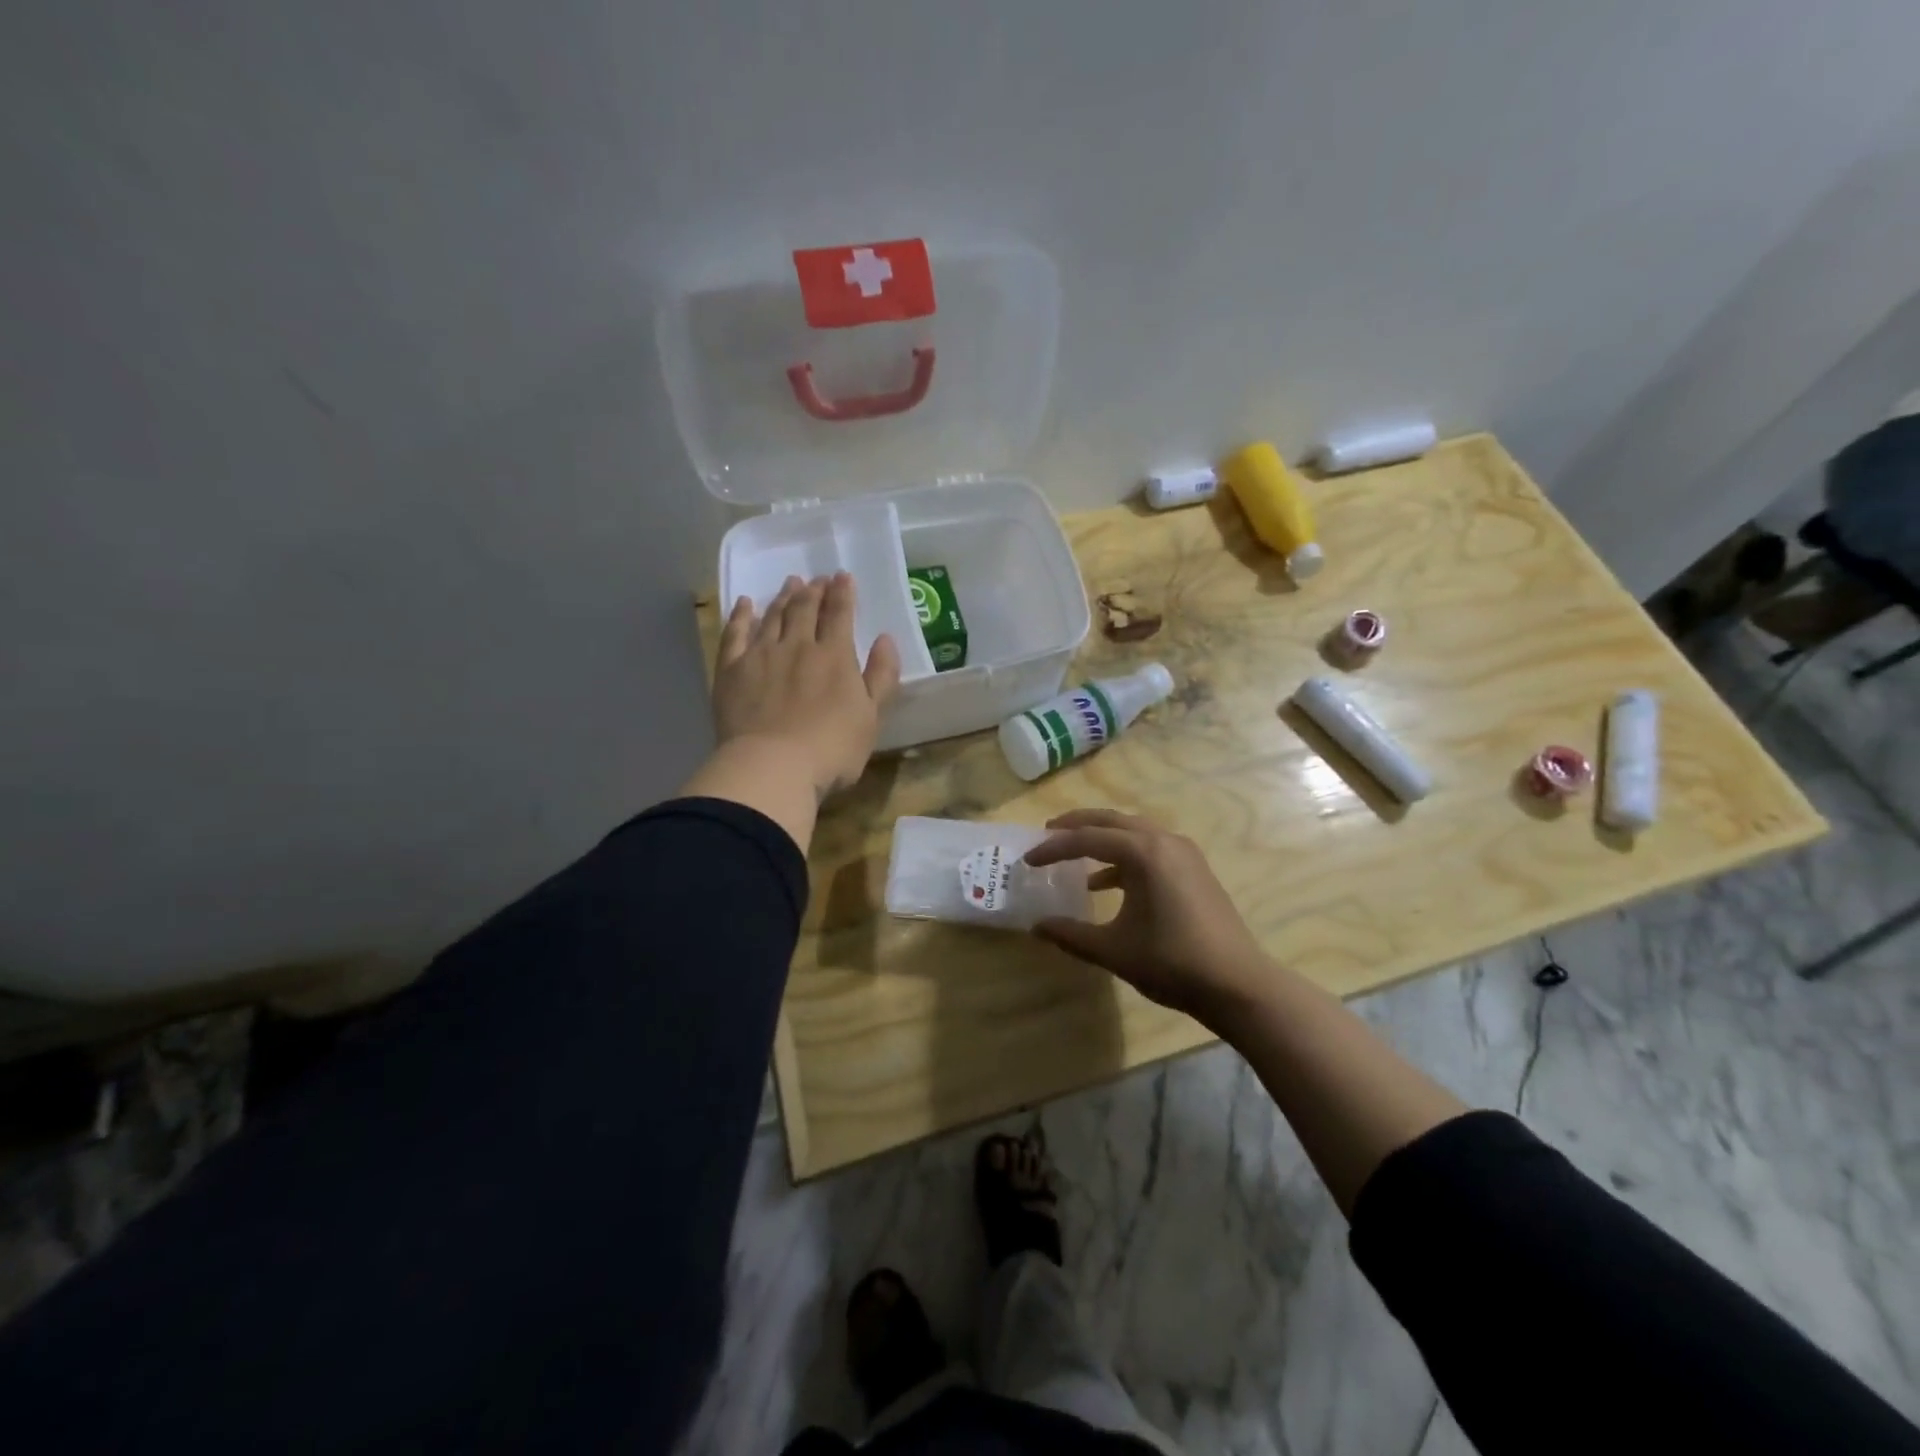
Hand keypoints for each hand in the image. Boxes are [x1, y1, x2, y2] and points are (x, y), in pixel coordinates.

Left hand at [713, 572, 900, 798]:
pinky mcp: (731, 670)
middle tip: (817, 579)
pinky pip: (735, 634)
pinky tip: (746, 604)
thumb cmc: (831, 750)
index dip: (843, 593)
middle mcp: (798, 646)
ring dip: (783, 597)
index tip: (843, 576)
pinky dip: (741, 615)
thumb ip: (881, 676)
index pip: (840, 614)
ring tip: (790, 583)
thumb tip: (885, 639)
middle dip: (813, 591)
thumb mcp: (872, 718)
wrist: (772, 767)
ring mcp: (761, 655)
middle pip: (805, 609)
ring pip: (773, 616)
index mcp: (835, 656)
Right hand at [1024, 809, 1272, 1020]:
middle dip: (1076, 826)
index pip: (1086, 839)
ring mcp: (1184, 853)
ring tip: (1074, 853)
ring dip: (1102, 839)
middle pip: (1111, 821)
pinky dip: (1123, 857)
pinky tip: (1106, 883)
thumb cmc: (1171, 962)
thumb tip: (1037, 926)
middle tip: (1047, 833)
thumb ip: (1070, 934)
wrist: (1238, 985)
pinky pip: (1150, 848)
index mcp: (1143, 852)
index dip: (1053, 848)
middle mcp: (1164, 841)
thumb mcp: (1113, 950)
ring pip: (1133, 832)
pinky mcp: (1194, 869)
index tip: (1027, 859)